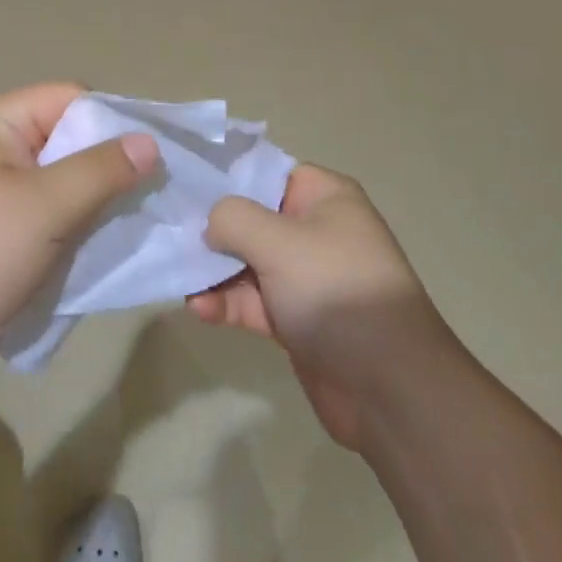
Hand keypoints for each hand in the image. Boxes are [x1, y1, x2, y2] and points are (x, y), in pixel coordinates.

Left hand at [0, 83, 157, 390]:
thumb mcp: (44, 208)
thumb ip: (101, 171)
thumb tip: (150, 142)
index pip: (73, 99)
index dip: (115, 121)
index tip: (157, 157)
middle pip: (71, 140)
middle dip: (111, 168)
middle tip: (156, 197)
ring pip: (64, 183)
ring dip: (97, 204)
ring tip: (138, 225)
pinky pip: (50, 218)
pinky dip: (76, 230)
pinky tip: (105, 250)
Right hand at [188, 164, 455, 449]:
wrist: (390, 389)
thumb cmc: (335, 292)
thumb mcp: (280, 242)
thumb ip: (234, 219)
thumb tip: (212, 223)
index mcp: (325, 197)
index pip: (268, 172)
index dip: (227, 176)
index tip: (186, 184)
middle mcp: (316, 230)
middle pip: (253, 218)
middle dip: (213, 228)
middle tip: (171, 233)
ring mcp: (306, 277)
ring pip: (248, 262)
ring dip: (214, 270)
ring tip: (178, 276)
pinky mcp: (297, 319)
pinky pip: (253, 300)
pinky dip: (227, 302)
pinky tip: (199, 308)